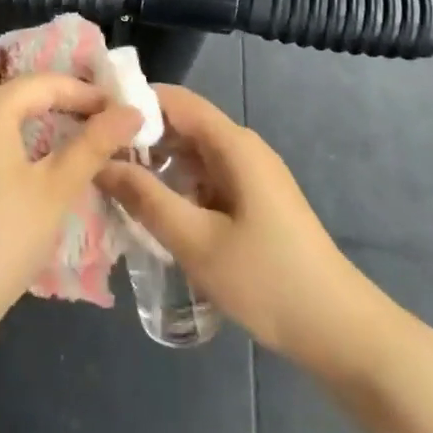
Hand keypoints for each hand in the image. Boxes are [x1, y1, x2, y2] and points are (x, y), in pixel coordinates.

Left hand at [0, 64, 140, 337]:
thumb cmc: (3, 239)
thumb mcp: (56, 190)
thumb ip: (93, 145)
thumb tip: (131, 112)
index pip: (43, 82)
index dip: (83, 92)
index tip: (116, 110)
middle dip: (38, 86)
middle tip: (74, 109)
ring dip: (15, 104)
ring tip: (54, 129)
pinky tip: (22, 156)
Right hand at [97, 85, 385, 374]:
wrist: (341, 332)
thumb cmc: (269, 281)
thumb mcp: (197, 242)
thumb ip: (146, 199)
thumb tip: (101, 163)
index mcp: (233, 145)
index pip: (174, 100)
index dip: (132, 102)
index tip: (91, 119)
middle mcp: (242, 149)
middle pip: (182, 125)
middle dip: (138, 137)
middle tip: (93, 158)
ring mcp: (251, 176)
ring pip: (192, 155)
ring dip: (155, 165)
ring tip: (111, 185)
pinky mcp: (254, 202)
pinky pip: (205, 179)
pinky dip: (176, 187)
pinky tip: (151, 213)